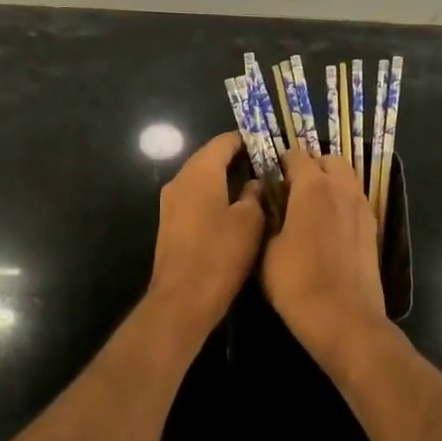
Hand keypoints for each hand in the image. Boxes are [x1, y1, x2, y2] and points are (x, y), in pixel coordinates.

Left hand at [144, 132, 263, 344]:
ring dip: (227, 180)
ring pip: (202, 179)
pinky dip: (215, 196)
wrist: (182, 300)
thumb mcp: (250, 221)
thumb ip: (254, 194)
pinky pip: (196, 198)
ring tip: (257, 188)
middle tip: (268, 167)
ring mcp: (171, 202)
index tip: (270, 146)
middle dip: (238, 160)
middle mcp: (180, 180)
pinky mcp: (170, 223)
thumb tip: (255, 182)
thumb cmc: (220, 254)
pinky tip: (236, 210)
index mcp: (200, 172)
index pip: (224, 142)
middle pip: (211, 158)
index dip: (248, 140)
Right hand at [260, 148, 390, 372]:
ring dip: (330, 181)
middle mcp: (342, 187)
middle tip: (293, 187)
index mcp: (313, 186)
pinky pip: (355, 199)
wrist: (343, 317)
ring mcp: (362, 206)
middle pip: (329, 159)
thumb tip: (272, 205)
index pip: (296, 155)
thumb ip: (270, 218)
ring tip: (311, 205)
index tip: (270, 177)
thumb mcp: (266, 249)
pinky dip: (342, 201)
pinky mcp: (373, 227)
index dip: (281, 162)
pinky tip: (329, 225)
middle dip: (311, 166)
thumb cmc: (296, 281)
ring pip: (347, 177)